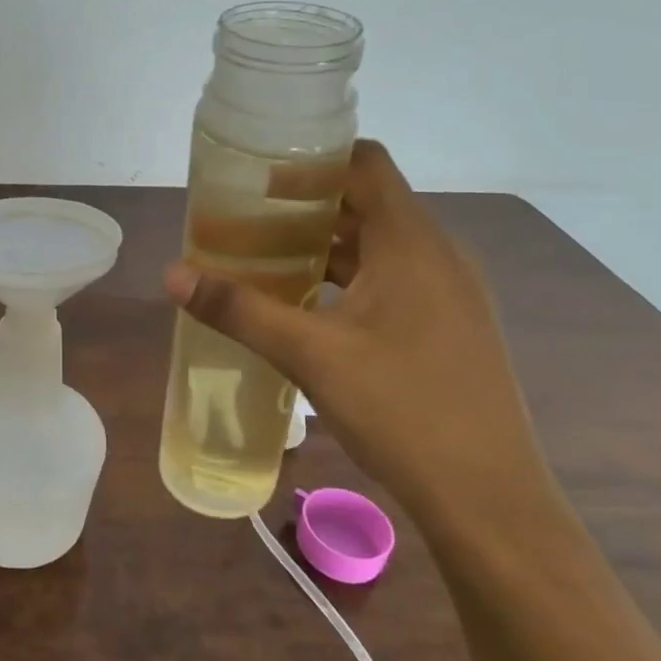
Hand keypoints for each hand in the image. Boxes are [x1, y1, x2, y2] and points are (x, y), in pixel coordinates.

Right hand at [164, 141, 545, 521]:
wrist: (488, 500)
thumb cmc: (402, 410)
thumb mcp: (310, 355)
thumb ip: (239, 309)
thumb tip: (172, 275)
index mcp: (412, 244)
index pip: (366, 165)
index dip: (313, 160)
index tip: (260, 176)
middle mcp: (438, 256)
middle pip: (368, 204)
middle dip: (307, 206)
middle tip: (247, 220)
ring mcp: (449, 294)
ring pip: (379, 247)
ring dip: (325, 246)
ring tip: (266, 260)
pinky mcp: (448, 327)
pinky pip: (391, 280)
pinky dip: (346, 279)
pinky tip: (308, 308)